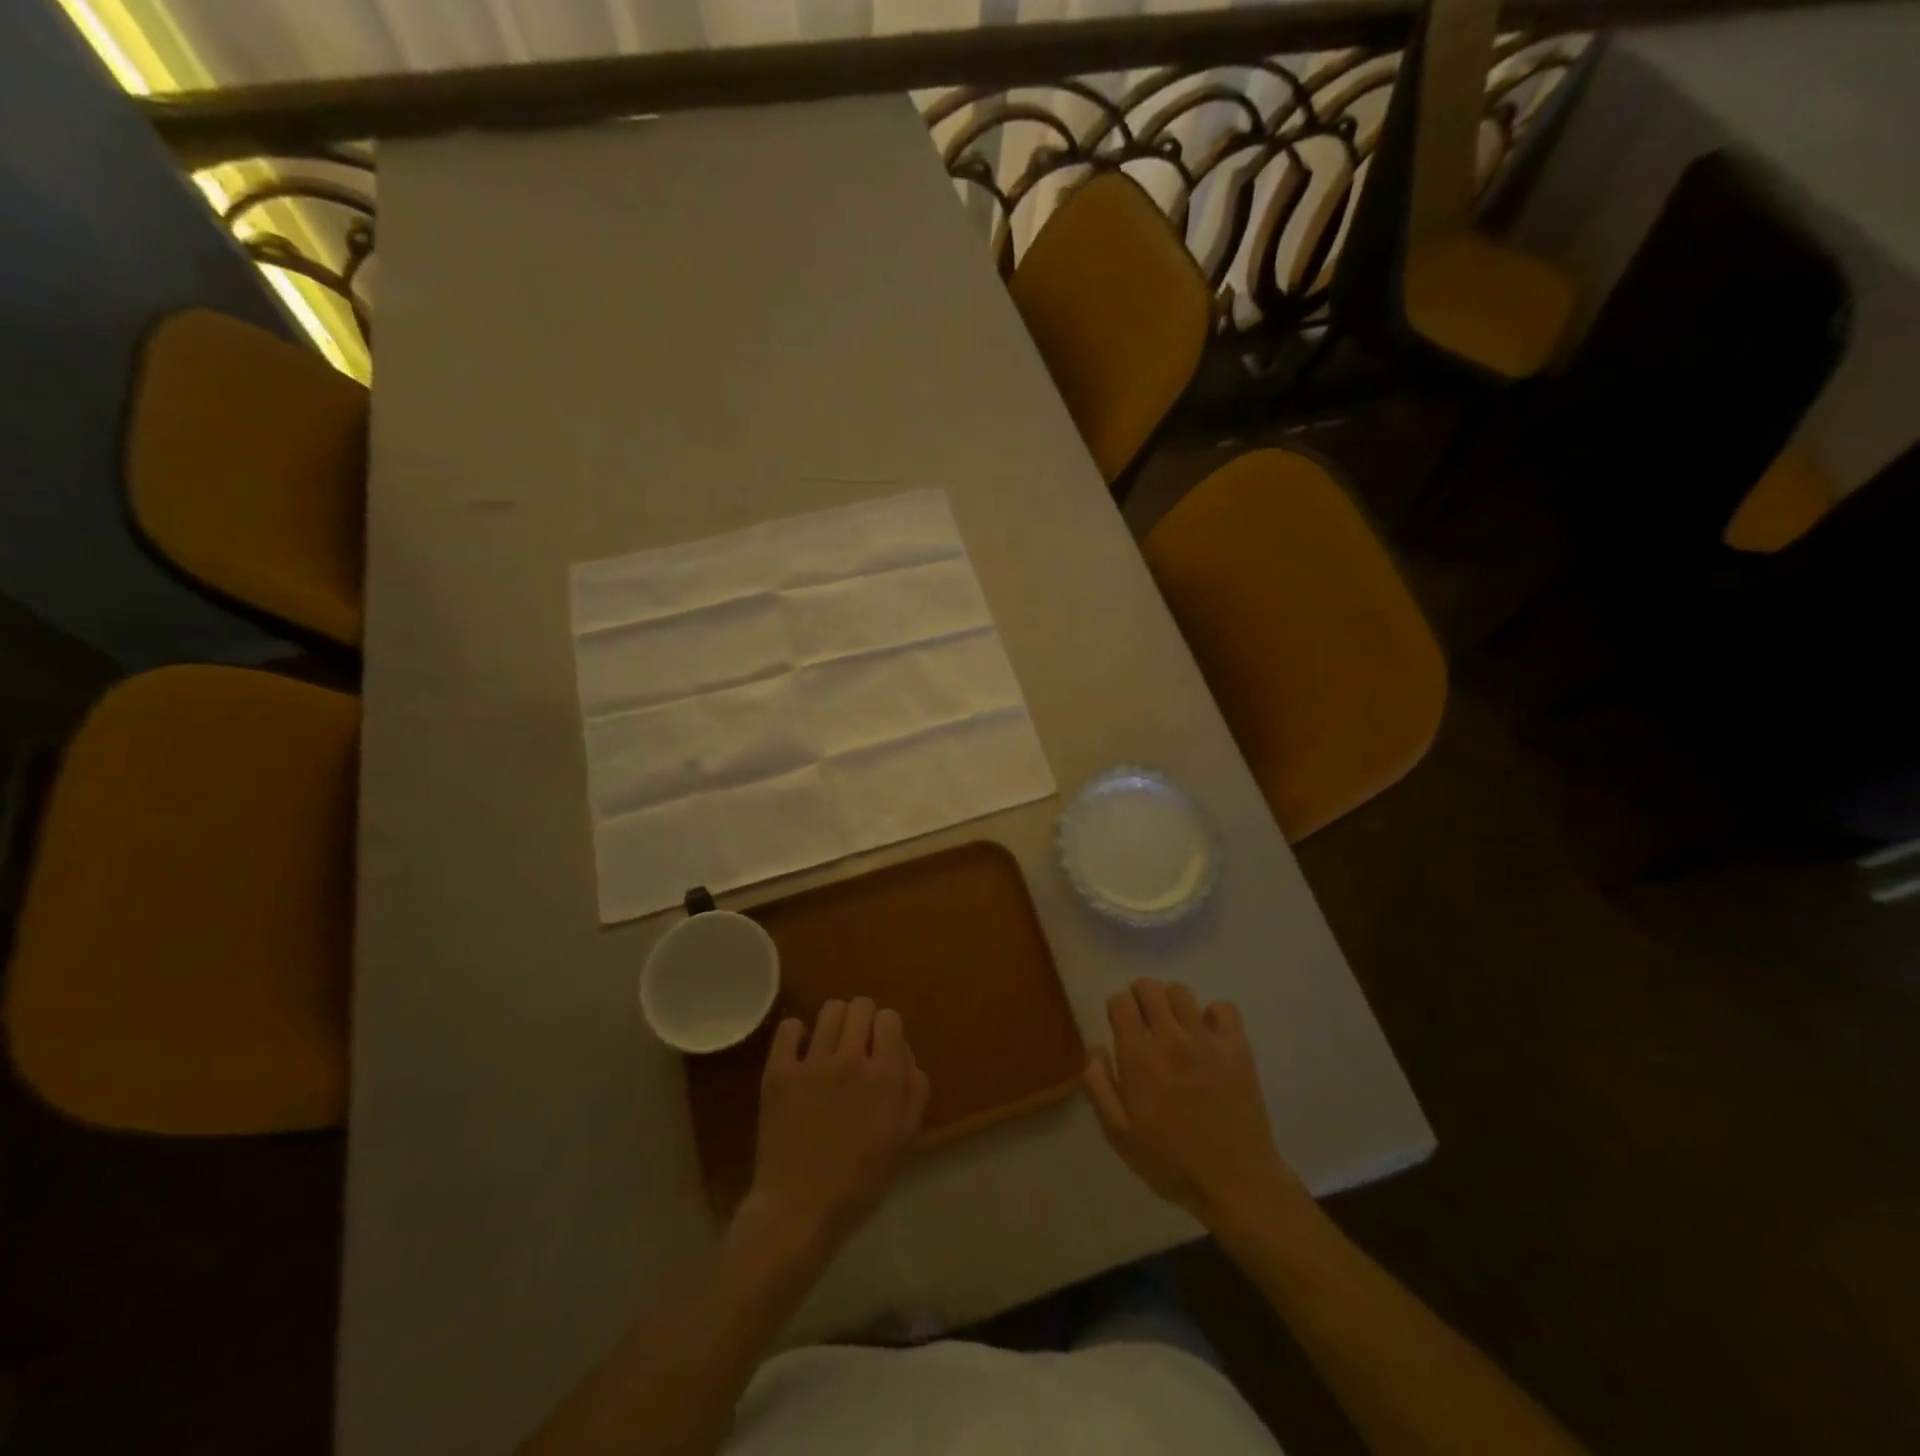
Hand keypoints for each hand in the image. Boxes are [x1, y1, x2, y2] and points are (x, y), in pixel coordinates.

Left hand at [744, 997, 929, 1254]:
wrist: (799, 1211)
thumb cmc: (859, 1183)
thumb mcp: (904, 1140)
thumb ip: (914, 1090)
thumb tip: (905, 1052)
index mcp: (886, 1077)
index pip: (890, 1018)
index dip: (887, 1031)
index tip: (881, 1050)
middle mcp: (852, 1060)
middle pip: (861, 1006)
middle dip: (863, 1021)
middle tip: (856, 1047)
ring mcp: (813, 1063)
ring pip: (830, 1009)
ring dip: (834, 1023)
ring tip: (829, 1047)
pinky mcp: (779, 1071)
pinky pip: (789, 1026)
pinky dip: (797, 1034)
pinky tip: (800, 1053)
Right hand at [1083, 979, 1308, 1227]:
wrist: (1236, 1183)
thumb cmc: (1171, 1162)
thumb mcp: (1119, 1135)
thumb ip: (1098, 1086)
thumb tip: (1095, 1047)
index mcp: (1139, 1059)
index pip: (1121, 1002)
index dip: (1116, 1008)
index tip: (1120, 1025)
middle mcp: (1171, 1040)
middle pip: (1149, 988)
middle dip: (1140, 996)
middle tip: (1143, 1019)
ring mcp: (1207, 1041)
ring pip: (1182, 992)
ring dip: (1172, 1002)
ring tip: (1174, 1025)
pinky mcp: (1238, 1048)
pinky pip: (1223, 1007)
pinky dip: (1213, 1014)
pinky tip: (1208, 1035)